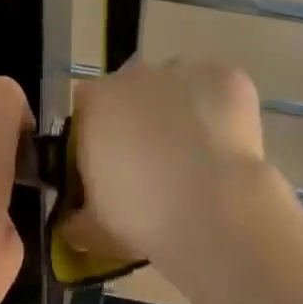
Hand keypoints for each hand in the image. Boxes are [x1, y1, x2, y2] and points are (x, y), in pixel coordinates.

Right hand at [63, 58, 274, 262]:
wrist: (212, 213)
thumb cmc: (140, 218)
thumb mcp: (93, 230)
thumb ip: (77, 219)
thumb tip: (73, 224)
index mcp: (95, 103)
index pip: (88, 109)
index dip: (99, 137)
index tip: (110, 168)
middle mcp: (136, 76)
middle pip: (134, 93)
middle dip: (141, 122)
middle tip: (154, 167)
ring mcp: (185, 72)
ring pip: (178, 89)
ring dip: (181, 114)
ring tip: (195, 160)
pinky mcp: (229, 78)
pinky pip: (220, 94)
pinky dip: (221, 115)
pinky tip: (226, 150)